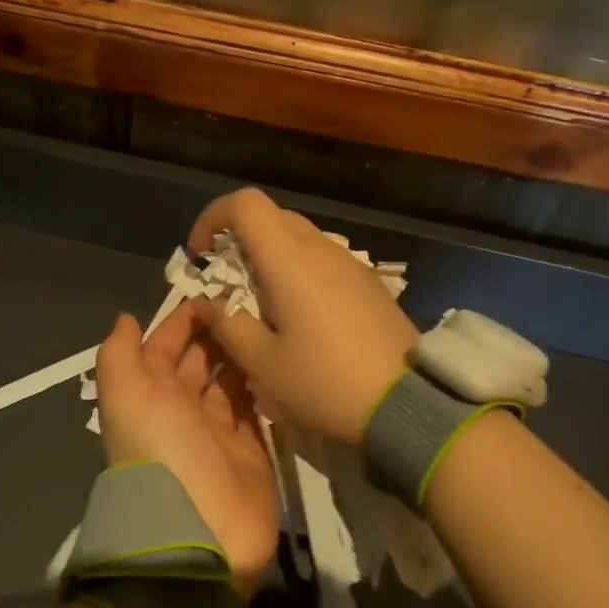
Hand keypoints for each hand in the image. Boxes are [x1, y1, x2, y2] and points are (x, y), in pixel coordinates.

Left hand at [96, 301, 278, 590]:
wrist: (200, 532)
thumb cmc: (162, 452)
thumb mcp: (127, 396)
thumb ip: (120, 355)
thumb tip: (126, 319)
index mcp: (150, 395)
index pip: (164, 347)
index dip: (182, 320)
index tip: (212, 290)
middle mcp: (182, 409)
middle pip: (200, 360)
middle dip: (217, 331)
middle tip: (250, 299)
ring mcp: (218, 430)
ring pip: (230, 380)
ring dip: (242, 352)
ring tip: (269, 320)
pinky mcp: (252, 449)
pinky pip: (257, 406)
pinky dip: (263, 383)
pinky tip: (279, 356)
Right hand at [188, 188, 417, 445]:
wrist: (406, 404)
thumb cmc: (325, 383)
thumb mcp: (263, 364)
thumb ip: (227, 324)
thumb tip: (208, 301)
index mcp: (290, 260)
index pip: (246, 203)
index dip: (213, 217)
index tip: (201, 254)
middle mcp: (321, 249)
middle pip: (272, 216)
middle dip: (239, 239)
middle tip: (226, 282)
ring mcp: (350, 264)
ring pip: (298, 237)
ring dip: (269, 256)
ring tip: (261, 304)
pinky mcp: (368, 283)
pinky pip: (322, 259)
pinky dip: (297, 270)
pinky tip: (299, 316)